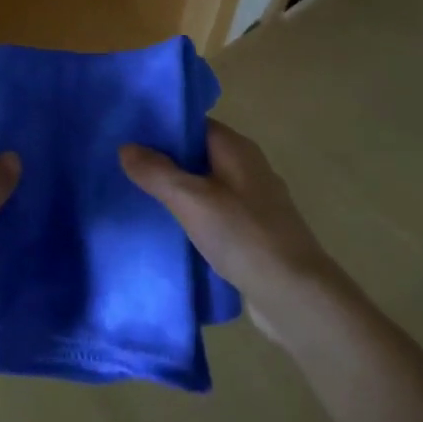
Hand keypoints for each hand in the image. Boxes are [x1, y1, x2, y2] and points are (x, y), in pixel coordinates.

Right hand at [120, 120, 334, 344]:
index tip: (129, 136)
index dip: (162, 127)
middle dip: (166, 161)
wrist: (296, 297)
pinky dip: (195, 218)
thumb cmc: (243, 236)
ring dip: (179, 192)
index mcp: (237, 148)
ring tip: (141, 199)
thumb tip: (126, 147)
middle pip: (199, 154)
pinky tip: (172, 232)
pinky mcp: (256, 235)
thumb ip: (157, 171)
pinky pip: (217, 215)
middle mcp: (248, 168)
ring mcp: (255, 203)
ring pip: (207, 187)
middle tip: (126, 169)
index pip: (194, 124)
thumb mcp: (191, 199)